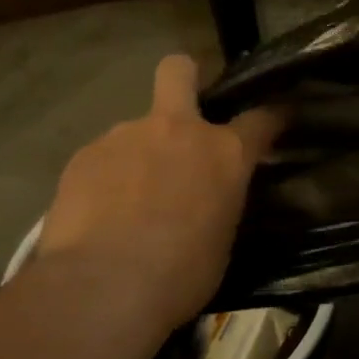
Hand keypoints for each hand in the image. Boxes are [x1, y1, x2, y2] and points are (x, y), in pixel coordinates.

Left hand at [34, 55, 279, 329]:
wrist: (102, 288)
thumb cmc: (180, 275)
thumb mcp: (222, 240)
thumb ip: (220, 203)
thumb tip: (211, 199)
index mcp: (224, 153)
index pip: (261, 118)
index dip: (271, 118)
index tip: (274, 121)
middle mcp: (177, 129)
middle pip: (179, 71)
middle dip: (185, 78)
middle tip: (183, 114)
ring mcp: (125, 136)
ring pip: (136, 129)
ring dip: (140, 153)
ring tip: (128, 199)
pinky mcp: (84, 156)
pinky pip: (103, 158)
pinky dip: (106, 178)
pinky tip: (99, 213)